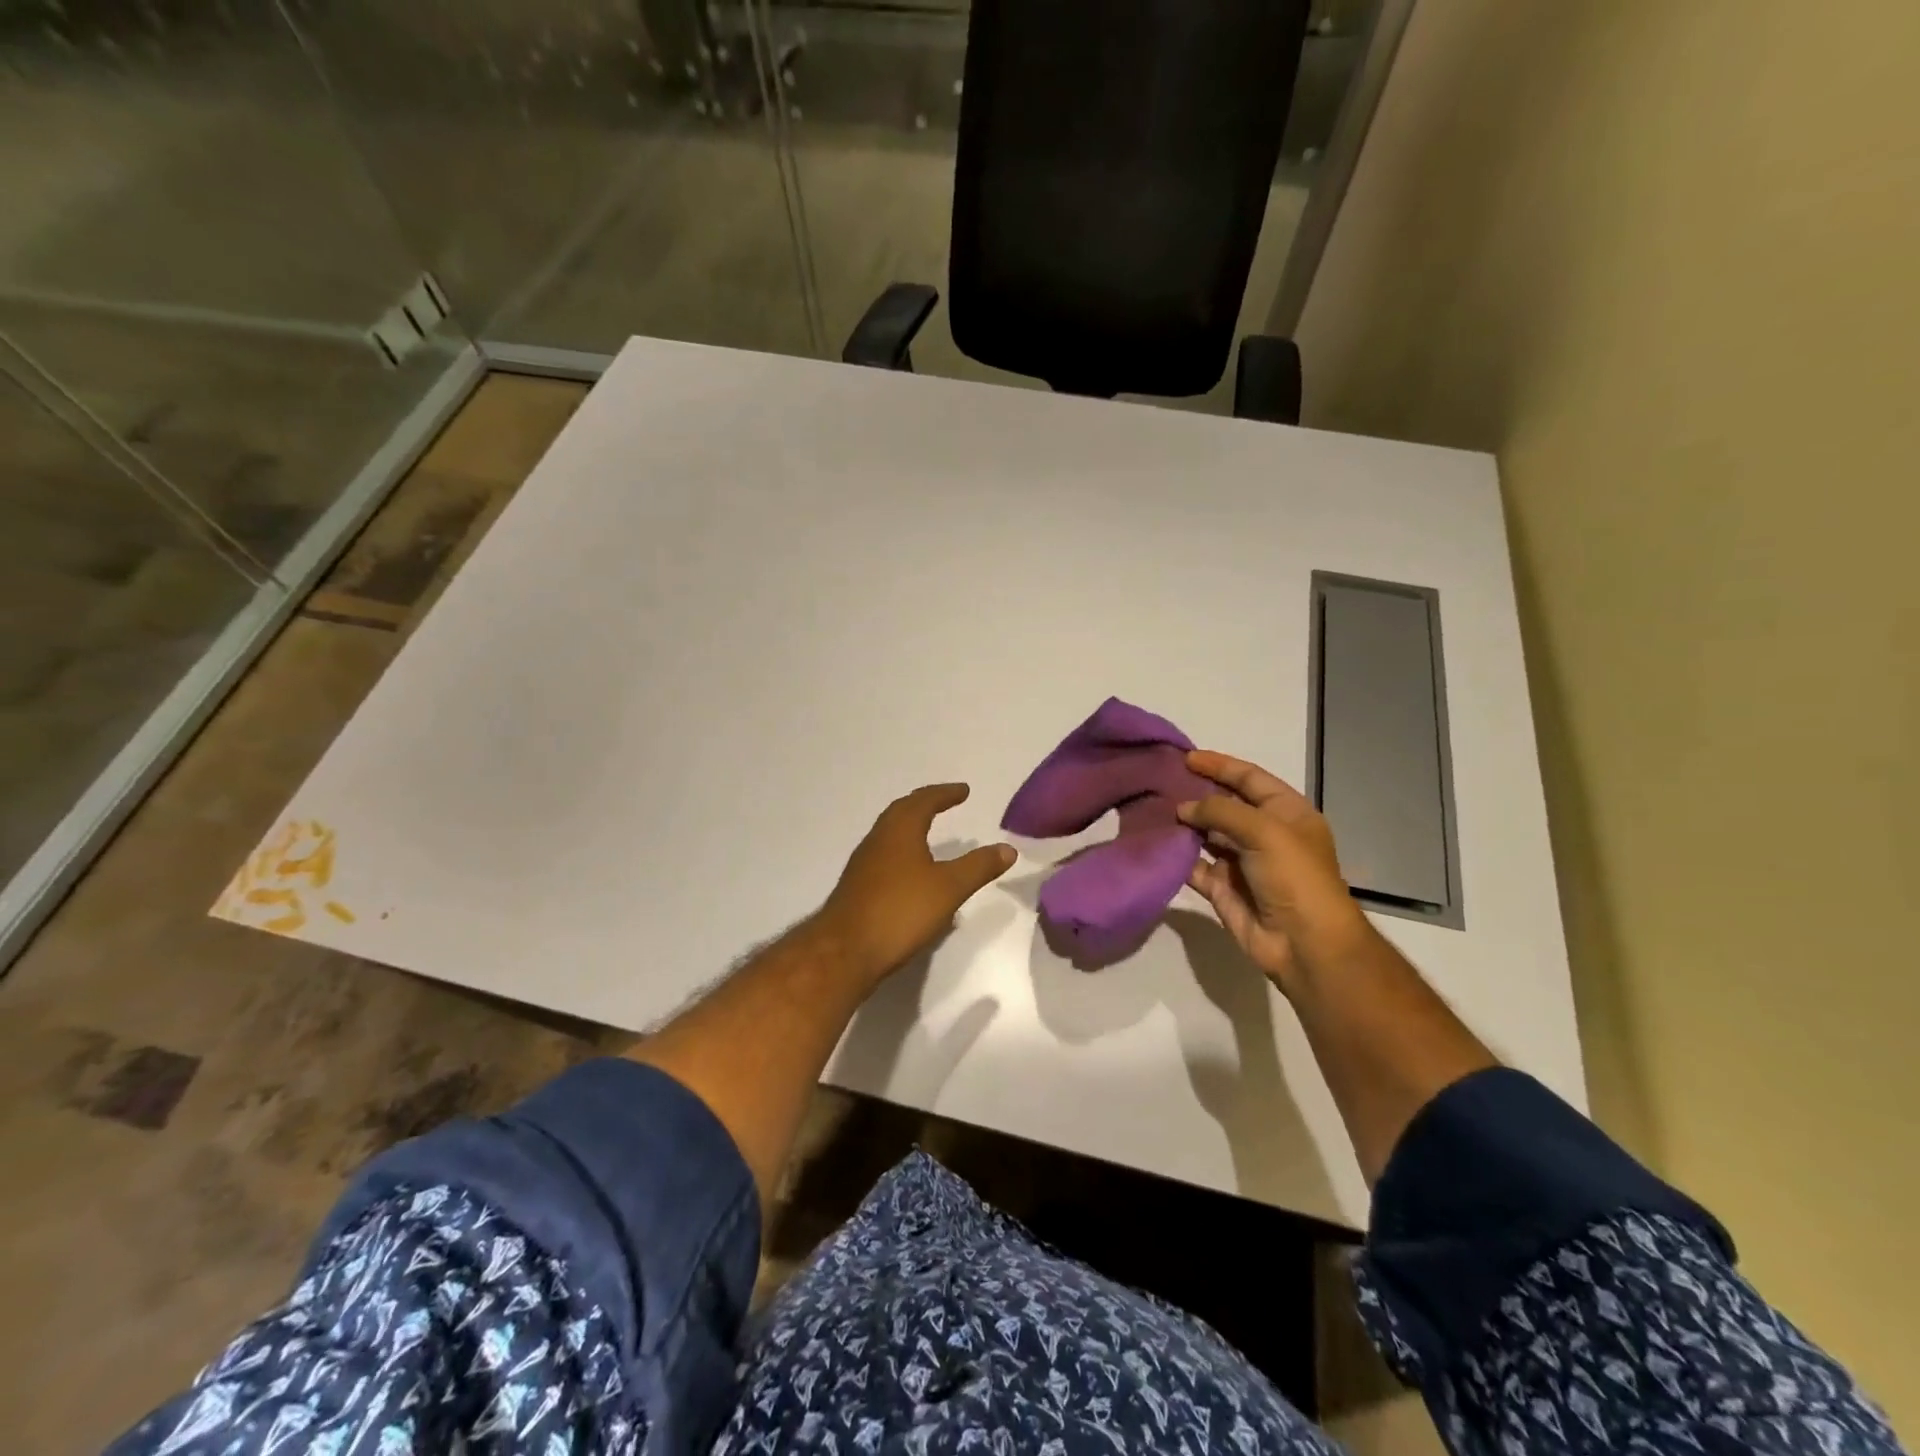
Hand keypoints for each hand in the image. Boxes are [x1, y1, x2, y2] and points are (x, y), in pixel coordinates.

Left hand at [817, 784, 1016, 983]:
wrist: (845, 950)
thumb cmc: (900, 910)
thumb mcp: (949, 888)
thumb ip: (978, 867)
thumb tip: (1007, 848)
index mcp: (900, 831)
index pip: (924, 801)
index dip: (945, 794)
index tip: (963, 791)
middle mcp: (878, 840)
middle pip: (902, 812)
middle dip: (925, 804)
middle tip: (944, 802)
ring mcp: (864, 864)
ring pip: (890, 835)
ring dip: (911, 827)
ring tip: (930, 833)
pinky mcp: (858, 887)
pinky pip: (884, 857)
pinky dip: (902, 852)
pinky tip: (913, 874)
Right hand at [1177, 750, 1371, 989]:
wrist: (1305, 944)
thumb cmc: (1295, 877)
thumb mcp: (1265, 831)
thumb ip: (1221, 811)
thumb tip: (1183, 808)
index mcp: (1286, 813)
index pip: (1249, 778)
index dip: (1220, 765)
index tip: (1185, 757)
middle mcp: (1263, 833)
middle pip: (1225, 804)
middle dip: (1196, 792)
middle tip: (1161, 780)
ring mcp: (1241, 861)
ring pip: (1206, 834)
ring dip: (1183, 822)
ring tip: (1151, 806)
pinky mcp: (1222, 887)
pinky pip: (1194, 865)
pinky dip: (1176, 855)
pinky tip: (1156, 842)